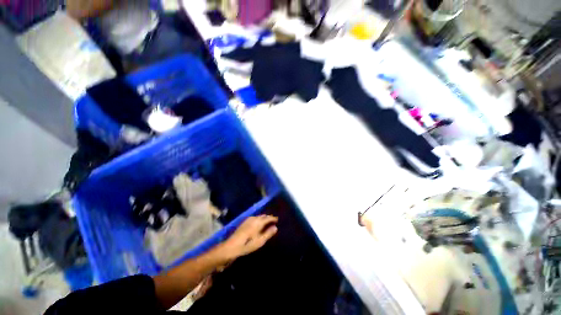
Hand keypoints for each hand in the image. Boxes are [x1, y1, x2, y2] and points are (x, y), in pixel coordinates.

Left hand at [220, 215, 277, 259]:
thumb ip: (268, 233)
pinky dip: (258, 219)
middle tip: (273, 220)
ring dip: (263, 218)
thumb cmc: (247, 244)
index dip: (273, 218)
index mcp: (259, 222)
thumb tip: (275, 227)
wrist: (232, 246)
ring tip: (267, 222)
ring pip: (258, 216)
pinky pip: (254, 218)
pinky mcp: (244, 222)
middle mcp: (254, 218)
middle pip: (263, 216)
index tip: (277, 219)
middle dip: (268, 217)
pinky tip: (258, 223)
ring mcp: (248, 219)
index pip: (268, 218)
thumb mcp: (260, 241)